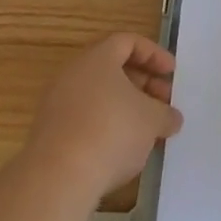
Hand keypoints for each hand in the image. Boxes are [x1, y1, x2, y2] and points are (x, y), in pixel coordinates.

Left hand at [25, 34, 182, 200]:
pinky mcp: (49, 134)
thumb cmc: (112, 131)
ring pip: (98, 96)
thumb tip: (171, 118)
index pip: (128, 42)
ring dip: (125, 107)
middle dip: (142, 83)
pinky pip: (84, 118)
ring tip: (147, 129)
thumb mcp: (152, 120)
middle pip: (112, 69)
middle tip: (163, 102)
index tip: (171, 73)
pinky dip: (106, 126)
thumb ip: (166, 114)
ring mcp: (56, 104)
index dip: (154, 54)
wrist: (57, 179)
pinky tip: (122, 148)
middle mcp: (73, 74)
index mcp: (97, 58)